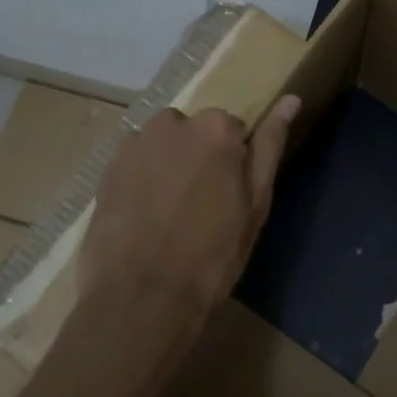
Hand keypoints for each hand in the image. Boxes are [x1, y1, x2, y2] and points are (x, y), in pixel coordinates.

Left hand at [79, 95, 299, 348]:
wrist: (141, 297)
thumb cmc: (212, 255)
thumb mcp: (255, 204)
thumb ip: (270, 146)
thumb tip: (291, 98)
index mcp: (216, 129)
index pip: (233, 132)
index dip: (234, 166)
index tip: (229, 198)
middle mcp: (172, 123)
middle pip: (194, 134)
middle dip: (199, 160)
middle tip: (200, 209)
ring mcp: (134, 144)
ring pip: (163, 147)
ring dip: (169, 168)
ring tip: (168, 216)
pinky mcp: (105, 169)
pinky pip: (135, 164)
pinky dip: (141, 182)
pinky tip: (144, 219)